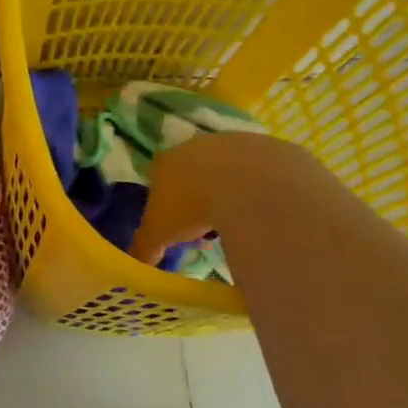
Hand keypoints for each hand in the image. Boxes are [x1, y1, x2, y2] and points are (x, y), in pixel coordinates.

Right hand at [129, 131, 307, 265]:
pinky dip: (262, 189)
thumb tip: (136, 265)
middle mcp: (197, 145)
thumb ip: (145, 247)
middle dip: (199, 196)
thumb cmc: (192, 206)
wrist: (250, 185)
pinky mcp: (271, 147)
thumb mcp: (159, 233)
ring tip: (241, 221)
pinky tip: (266, 210)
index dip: (166, 203)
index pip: (158, 178)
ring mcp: (235, 142)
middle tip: (208, 228)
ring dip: (231, 191)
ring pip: (229, 170)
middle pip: (194, 172)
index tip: (177, 226)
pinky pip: (264, 173)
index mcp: (165, 161)